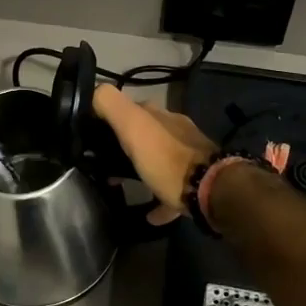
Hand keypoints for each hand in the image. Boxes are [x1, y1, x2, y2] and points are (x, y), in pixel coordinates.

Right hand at [91, 84, 217, 224]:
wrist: (211, 190)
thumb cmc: (166, 158)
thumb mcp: (133, 126)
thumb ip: (111, 104)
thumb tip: (94, 92)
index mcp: (160, 116)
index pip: (132, 108)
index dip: (112, 118)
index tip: (95, 135)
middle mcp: (176, 130)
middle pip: (147, 134)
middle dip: (128, 144)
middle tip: (106, 163)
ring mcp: (190, 156)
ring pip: (160, 159)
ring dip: (144, 168)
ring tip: (124, 184)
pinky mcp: (196, 182)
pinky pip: (172, 190)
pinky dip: (160, 198)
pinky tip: (150, 214)